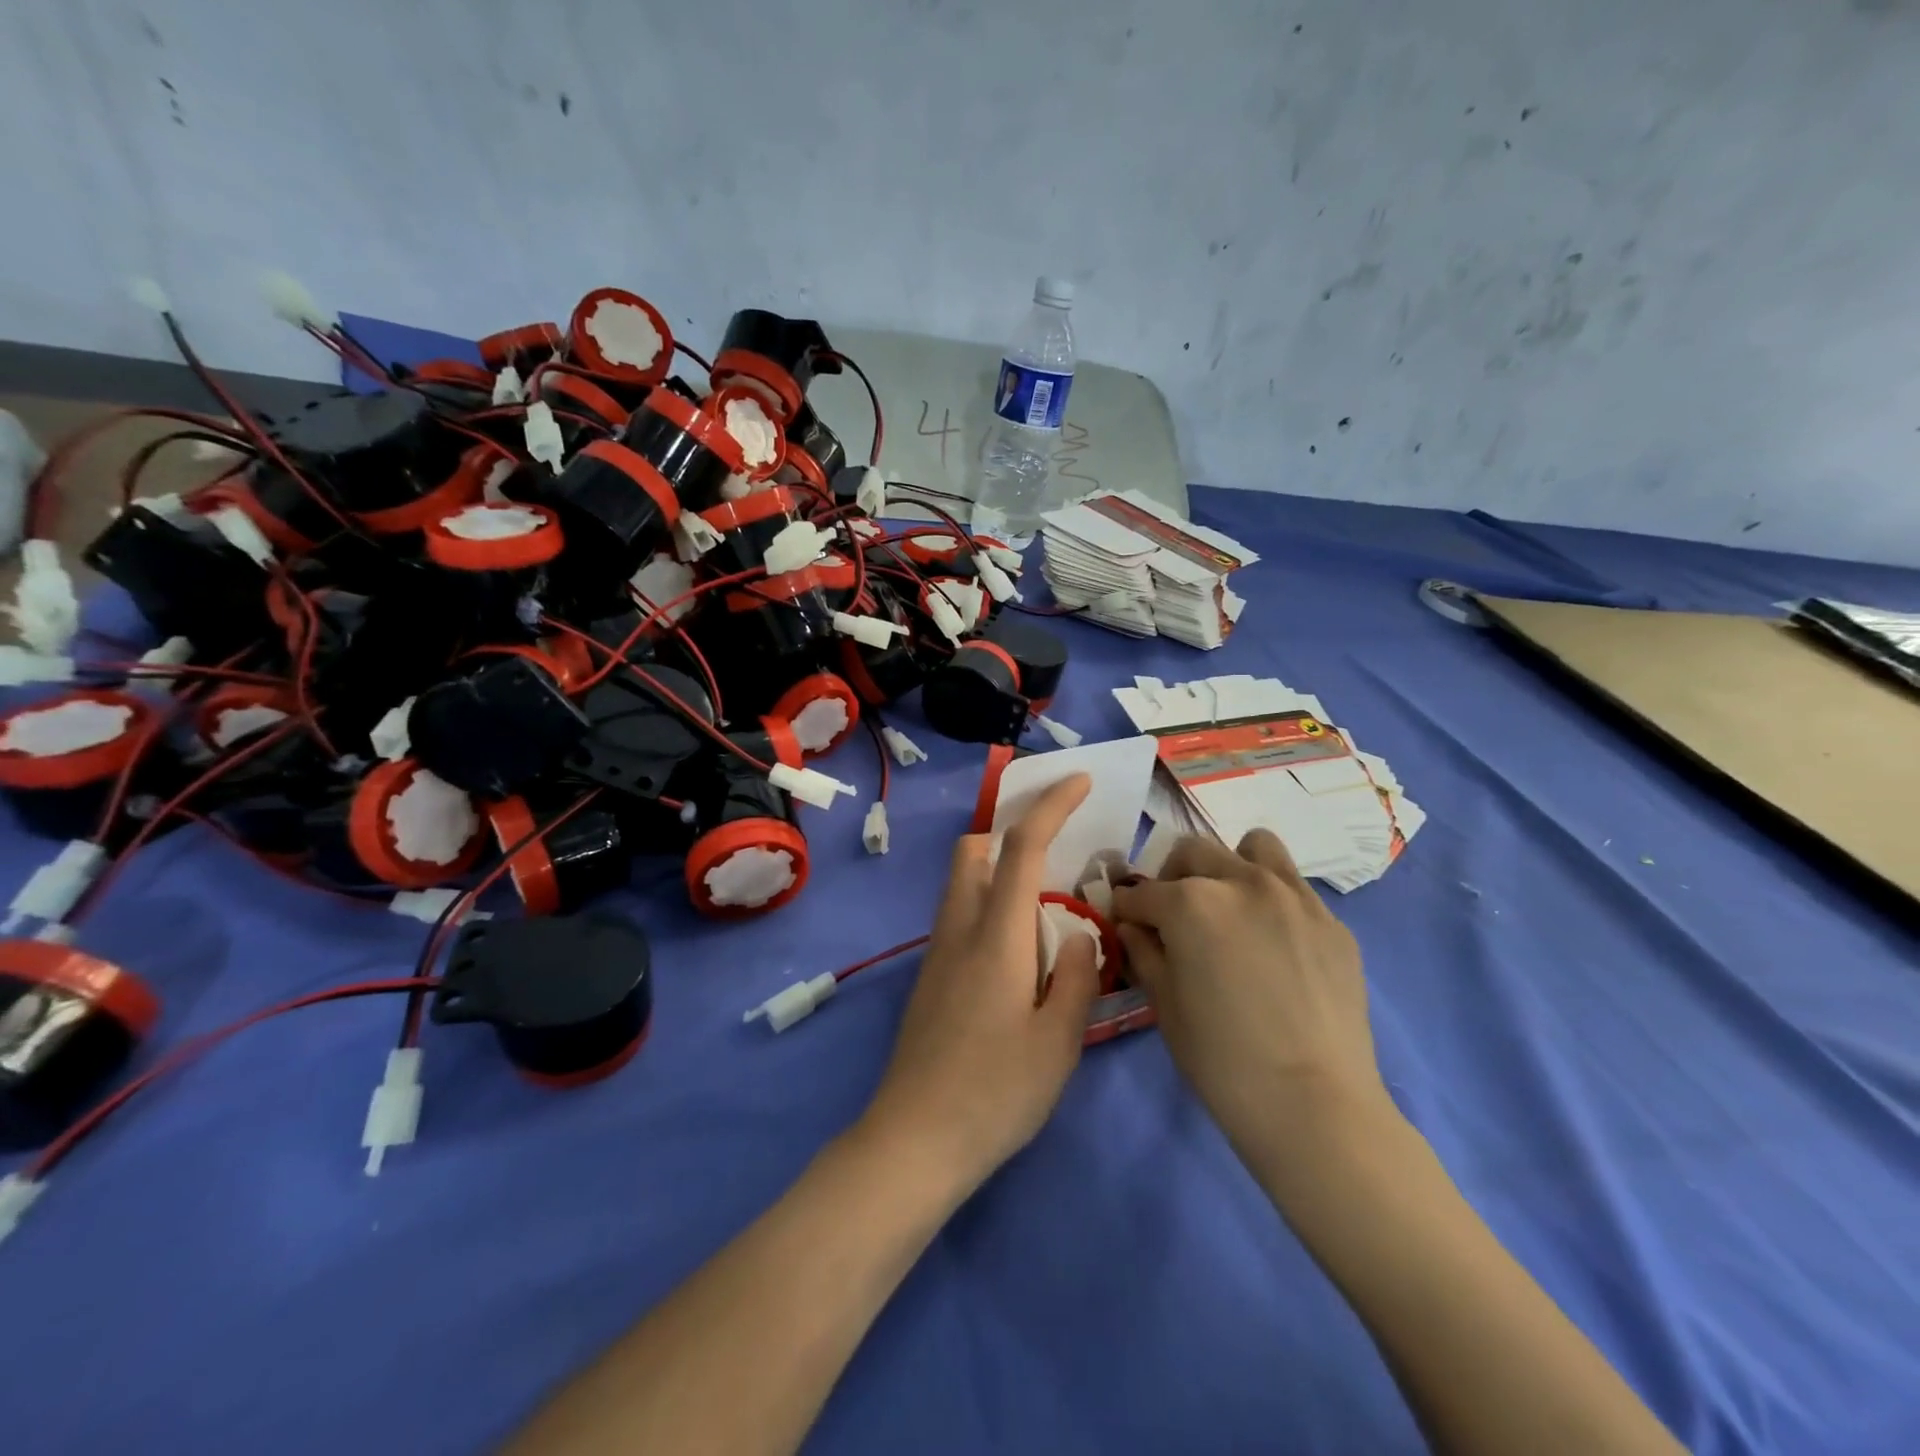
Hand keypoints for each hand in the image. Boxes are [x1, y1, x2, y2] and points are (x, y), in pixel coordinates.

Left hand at [861, 775, 1100, 1192]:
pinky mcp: (930, 977)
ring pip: (963, 882)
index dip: (1050, 805)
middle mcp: (959, 929)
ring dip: (1000, 870)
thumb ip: (1075, 976)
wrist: (914, 1140)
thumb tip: (1078, 931)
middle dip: (1011, 832)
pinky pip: (961, 915)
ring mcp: (938, 952)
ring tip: (1047, 905)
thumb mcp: (1058, 1041)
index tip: (1078, 781)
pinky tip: (1020, 951)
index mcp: (996, 936)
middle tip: (1058, 853)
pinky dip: (991, 905)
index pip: (1021, 847)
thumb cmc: (994, 1092)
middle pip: (973, 851)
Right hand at [1111, 831, 1388, 1158]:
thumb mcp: (1165, 1004)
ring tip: (1230, 908)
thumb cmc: (1222, 1060)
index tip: (1124, 924)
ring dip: (1229, 867)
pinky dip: (1272, 898)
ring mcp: (1295, 896)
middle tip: (1173, 918)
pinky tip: (1273, 944)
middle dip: (1172, 879)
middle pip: (1193, 853)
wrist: (1315, 1107)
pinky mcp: (1332, 921)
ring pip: (1253, 847)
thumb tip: (1134, 927)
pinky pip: (1293, 887)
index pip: (1141, 892)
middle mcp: (1242, 881)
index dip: (1125, 910)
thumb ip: (1144, 951)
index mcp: (1191, 902)